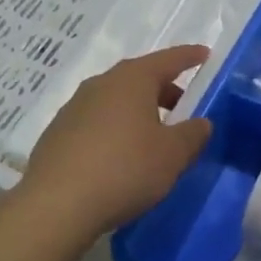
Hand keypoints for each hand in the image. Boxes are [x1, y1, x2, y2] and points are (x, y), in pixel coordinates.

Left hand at [16, 45, 214, 240]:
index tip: (204, 55)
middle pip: (140, 78)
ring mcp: (75, 107)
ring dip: (138, 111)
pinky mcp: (57, 133)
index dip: (189, 57)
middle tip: (184, 107)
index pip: (169, 59)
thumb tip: (201, 122)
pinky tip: (120, 156)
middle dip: (164, 89)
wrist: (55, 206)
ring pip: (116, 100)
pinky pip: (96, 121)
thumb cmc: (124, 169)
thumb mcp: (172, 155)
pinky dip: (115, 129)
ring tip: (153, 136)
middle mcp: (102, 84)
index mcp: (133, 79)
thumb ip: (193, 134)